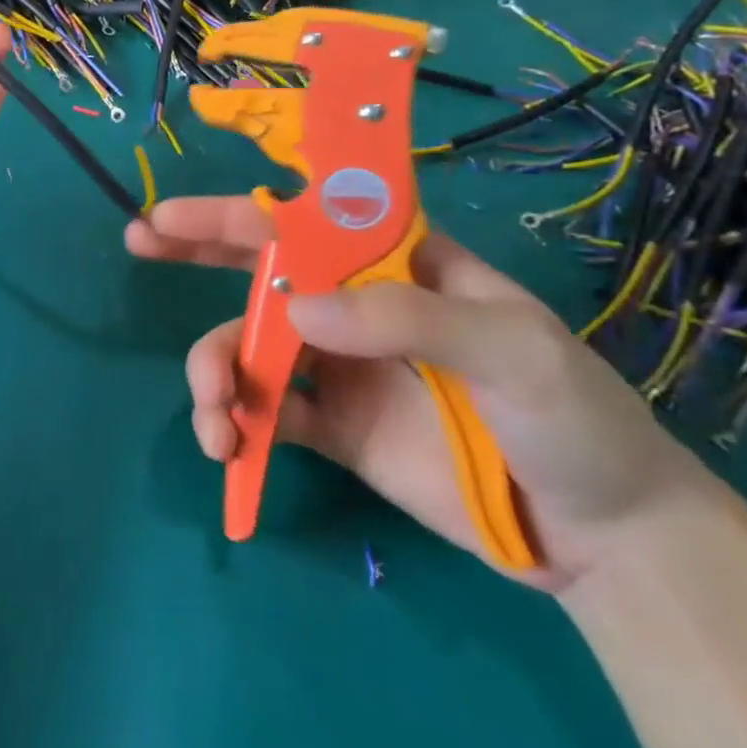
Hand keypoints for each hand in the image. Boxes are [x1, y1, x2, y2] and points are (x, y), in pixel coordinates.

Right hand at [126, 199, 717, 590]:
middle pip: (258, 266)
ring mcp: (336, 364)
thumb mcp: (512, 351)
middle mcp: (352, 303)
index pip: (304, 218)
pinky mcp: (330, 425)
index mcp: (393, 264)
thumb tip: (293, 311)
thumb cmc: (575, 419)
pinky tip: (230, 448)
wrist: (607, 541)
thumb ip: (405, 317)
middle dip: (194, 250)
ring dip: (211, 371)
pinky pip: (263, 409)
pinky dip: (234, 421)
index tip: (175, 210)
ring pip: (245, 344)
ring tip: (213, 418)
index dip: (236, 206)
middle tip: (139, 241)